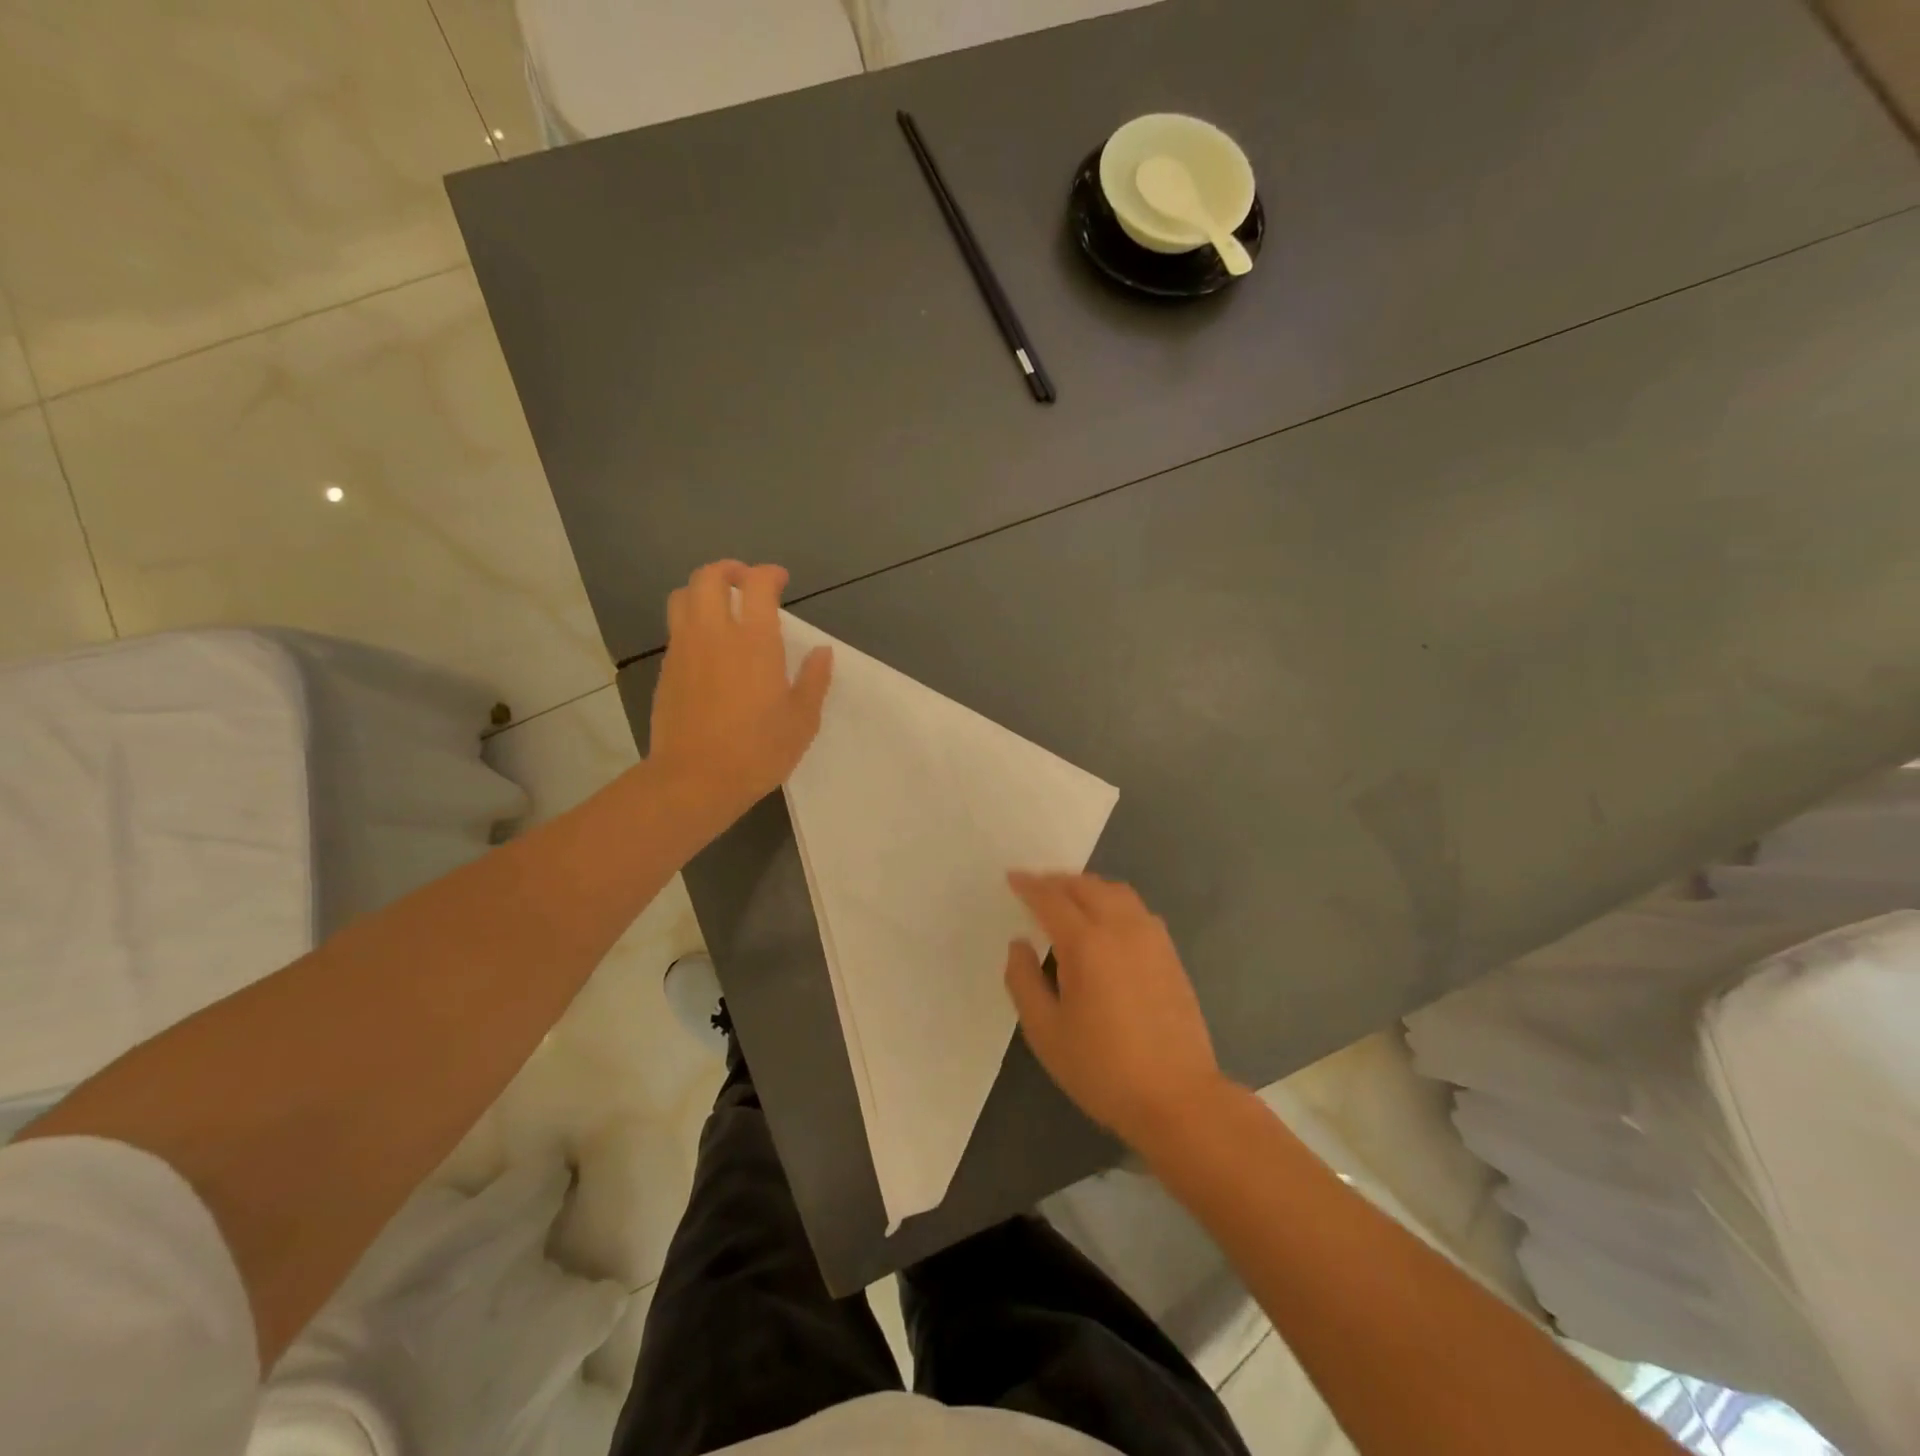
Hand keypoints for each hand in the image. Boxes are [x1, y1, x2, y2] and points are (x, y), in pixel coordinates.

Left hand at [648, 561, 831, 833]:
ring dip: (703, 590)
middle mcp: (714, 634)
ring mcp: (684, 650)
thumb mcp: (802, 720)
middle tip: (746, 583)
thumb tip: (822, 652)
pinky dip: (692, 621)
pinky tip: (708, 646)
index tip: (780, 580)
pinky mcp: (666, 670)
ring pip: (683, 596)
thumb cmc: (758, 751)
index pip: (757, 584)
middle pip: (709, 577)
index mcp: (754, 642)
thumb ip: (814, 680)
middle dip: (729, 570)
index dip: (769, 574)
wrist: (695, 780)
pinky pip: (676, 629)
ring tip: (721, 606)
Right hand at [1004, 872, 1229, 1151]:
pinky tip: (1106, 921)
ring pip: (1115, 891)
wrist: (1177, 1097)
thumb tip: (1019, 943)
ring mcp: (1151, 938)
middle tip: (1035, 887)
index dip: (1028, 885)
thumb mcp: (1045, 1032)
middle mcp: (1120, 928)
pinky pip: (1136, 909)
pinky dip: (1113, 900)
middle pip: (1085, 886)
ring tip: (1068, 898)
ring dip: (1087, 886)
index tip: (1012, 877)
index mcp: (1085, 944)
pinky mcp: (1170, 953)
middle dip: (1056, 881)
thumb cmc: (1102, 1068)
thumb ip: (1023, 980)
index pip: (1051, 899)